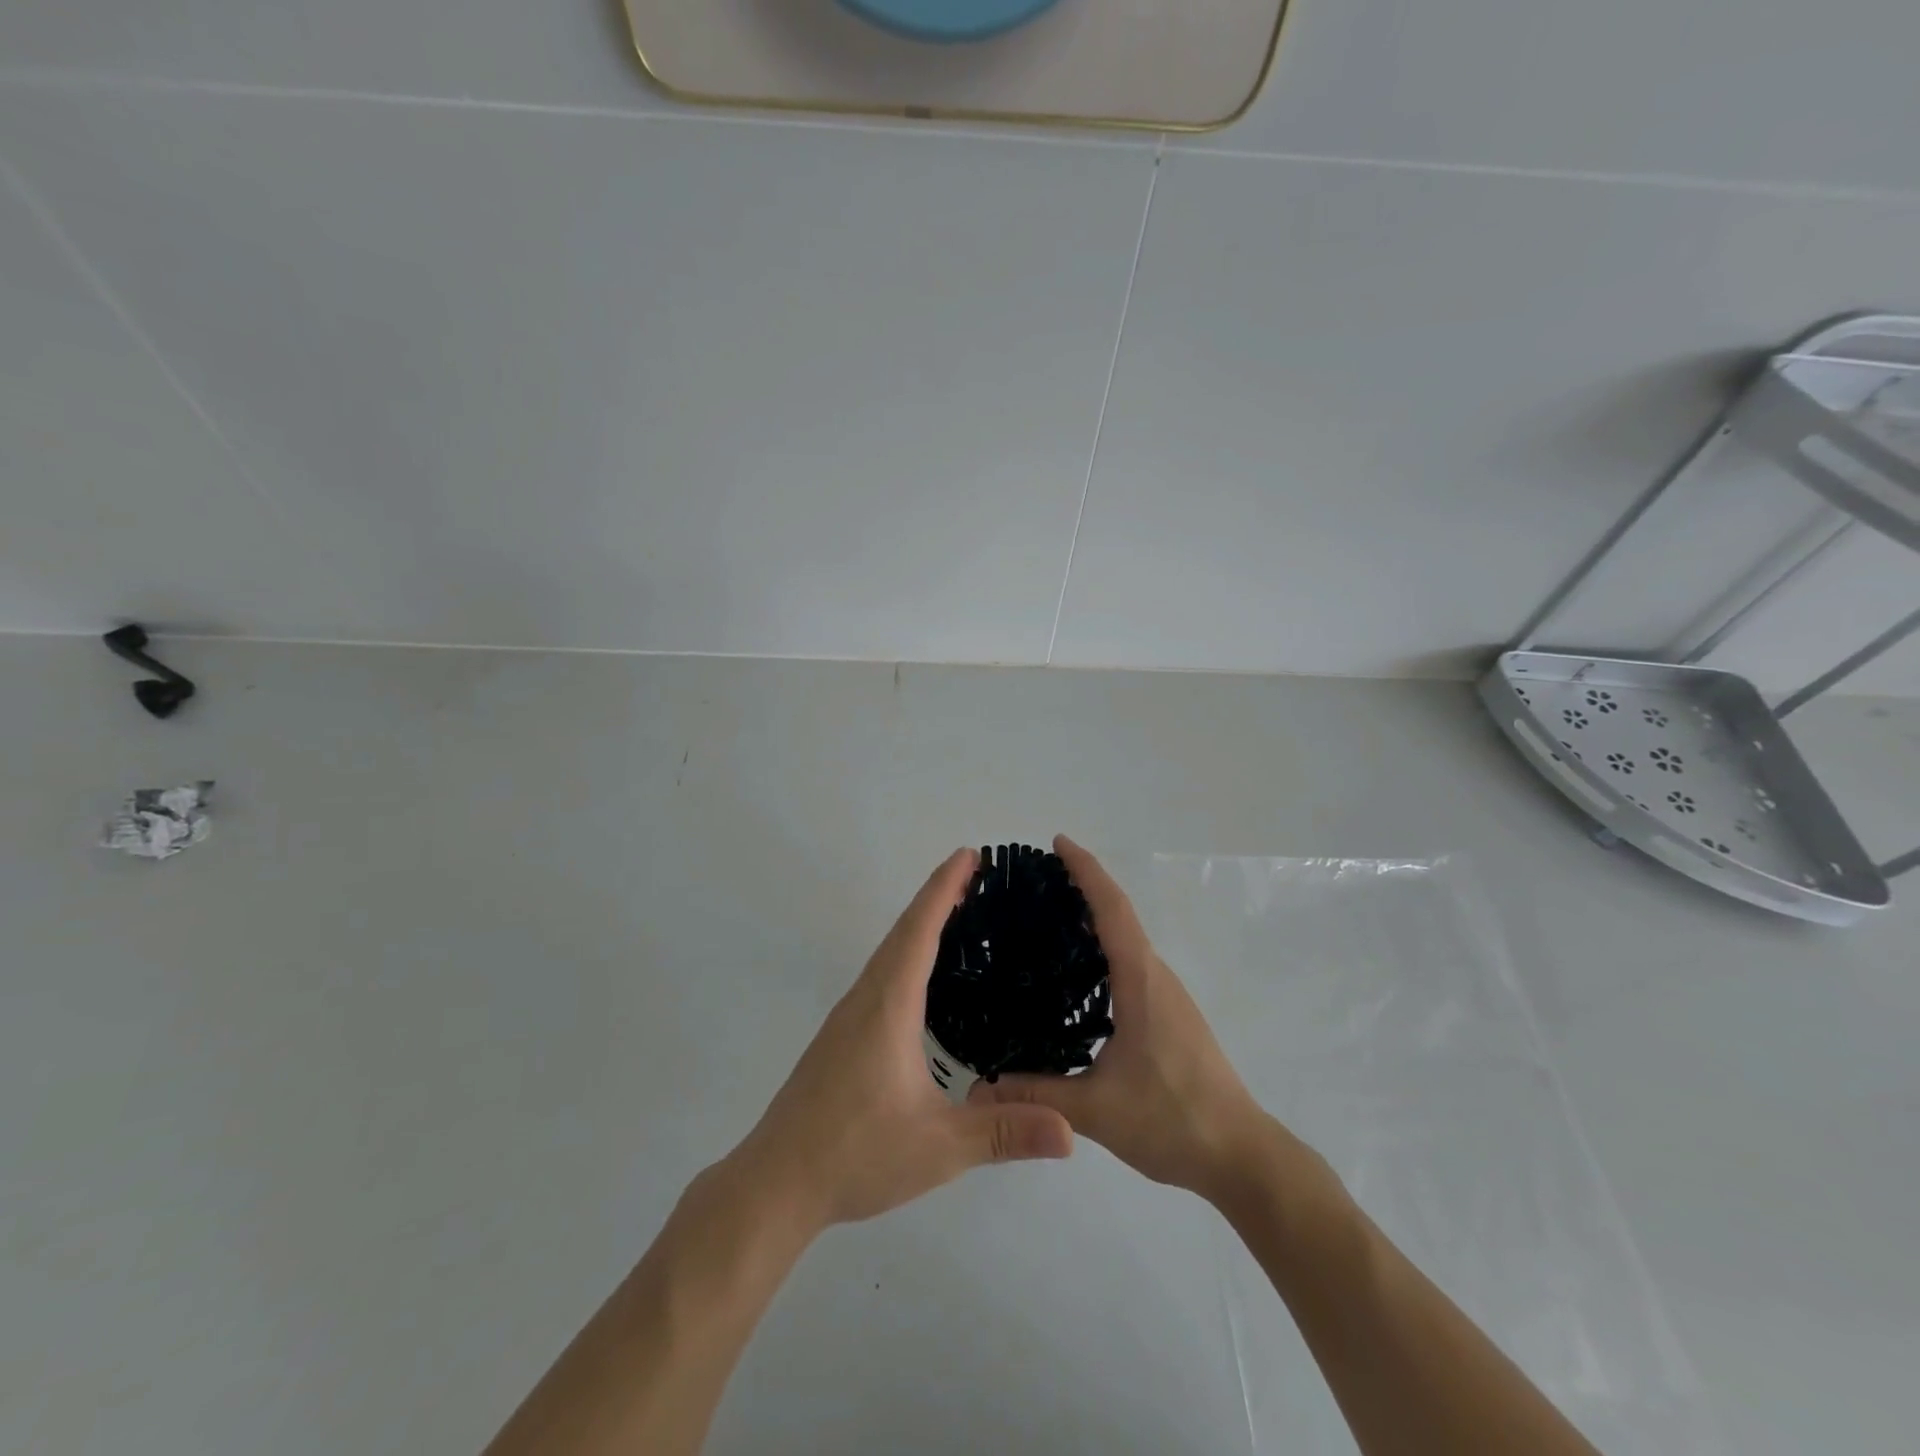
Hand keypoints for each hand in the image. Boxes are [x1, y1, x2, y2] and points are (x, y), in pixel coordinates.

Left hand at [727, 848, 1073, 1231]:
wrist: (777, 1182)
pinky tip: (922, 976)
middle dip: (938, 896)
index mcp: (889, 1006)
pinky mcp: (842, 1035)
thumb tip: (1071, 1131)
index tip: (968, 854)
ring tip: (956, 912)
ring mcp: (848, 1016)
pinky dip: (906, 952)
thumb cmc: (855, 1154)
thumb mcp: (938, 1147)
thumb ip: (1003, 1133)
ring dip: (920, 923)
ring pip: (888, 952)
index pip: (919, 931)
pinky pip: (880, 974)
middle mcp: (866, 998)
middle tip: (975, 874)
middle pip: (903, 931)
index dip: (943, 888)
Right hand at [971, 835, 1268, 1205]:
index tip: (1058, 843)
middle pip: (1120, 914)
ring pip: (1128, 938)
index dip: (1087, 871)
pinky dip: (1106, 945)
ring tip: (1049, 915)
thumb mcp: (1097, 1110)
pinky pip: (1133, 961)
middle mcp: (1156, 976)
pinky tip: (1079, 972)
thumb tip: (978, 1090)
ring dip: (1096, 915)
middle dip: (1084, 885)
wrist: (1242, 1156)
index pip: (1112, 909)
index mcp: (1141, 981)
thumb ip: (1038, 1096)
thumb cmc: (1174, 1119)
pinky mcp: (1170, 1014)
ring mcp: (1167, 995)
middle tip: (1036, 879)